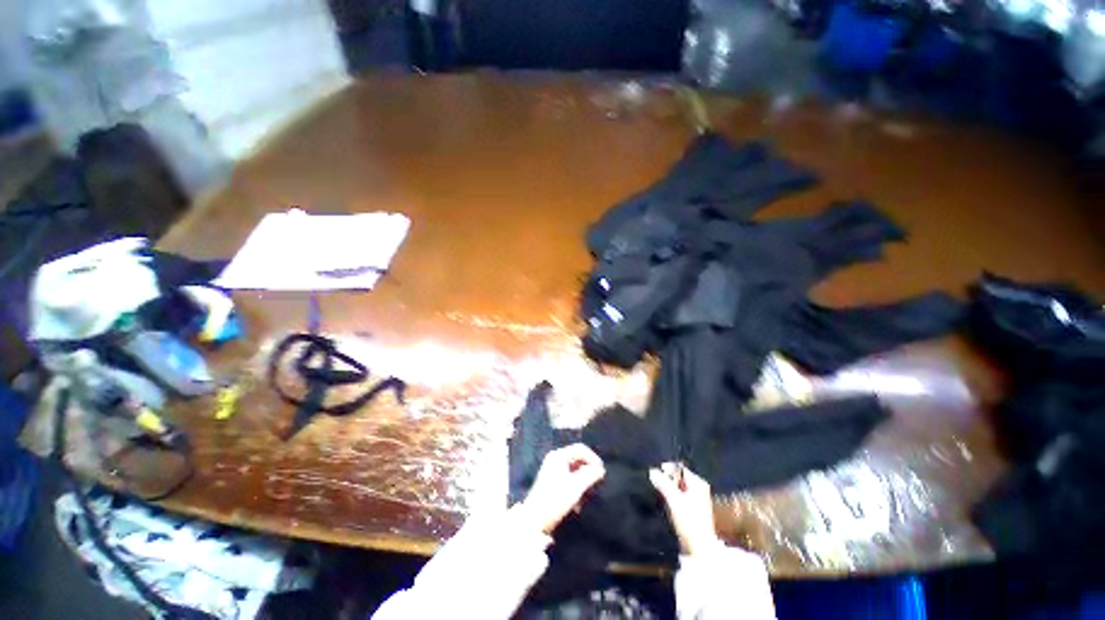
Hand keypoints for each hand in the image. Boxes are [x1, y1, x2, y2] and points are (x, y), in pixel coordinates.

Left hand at [513, 444, 605, 533]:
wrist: (534, 521)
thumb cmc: (555, 500)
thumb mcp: (576, 486)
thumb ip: (590, 475)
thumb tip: (600, 469)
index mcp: (559, 456)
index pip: (580, 449)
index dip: (593, 458)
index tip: (602, 472)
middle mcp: (554, 459)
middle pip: (577, 458)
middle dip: (588, 470)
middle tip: (597, 482)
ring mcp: (551, 470)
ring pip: (574, 469)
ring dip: (583, 480)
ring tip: (588, 493)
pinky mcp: (551, 482)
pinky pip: (568, 478)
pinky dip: (575, 486)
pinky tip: (578, 503)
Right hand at [649, 463, 719, 554]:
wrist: (700, 548)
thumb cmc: (689, 521)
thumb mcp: (674, 499)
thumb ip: (663, 483)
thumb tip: (652, 471)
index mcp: (698, 483)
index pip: (679, 469)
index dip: (667, 471)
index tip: (656, 477)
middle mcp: (700, 488)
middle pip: (678, 478)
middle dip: (667, 481)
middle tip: (658, 488)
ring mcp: (697, 499)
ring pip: (678, 488)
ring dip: (669, 490)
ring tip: (662, 497)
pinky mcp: (693, 510)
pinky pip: (680, 497)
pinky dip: (673, 498)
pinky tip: (668, 506)